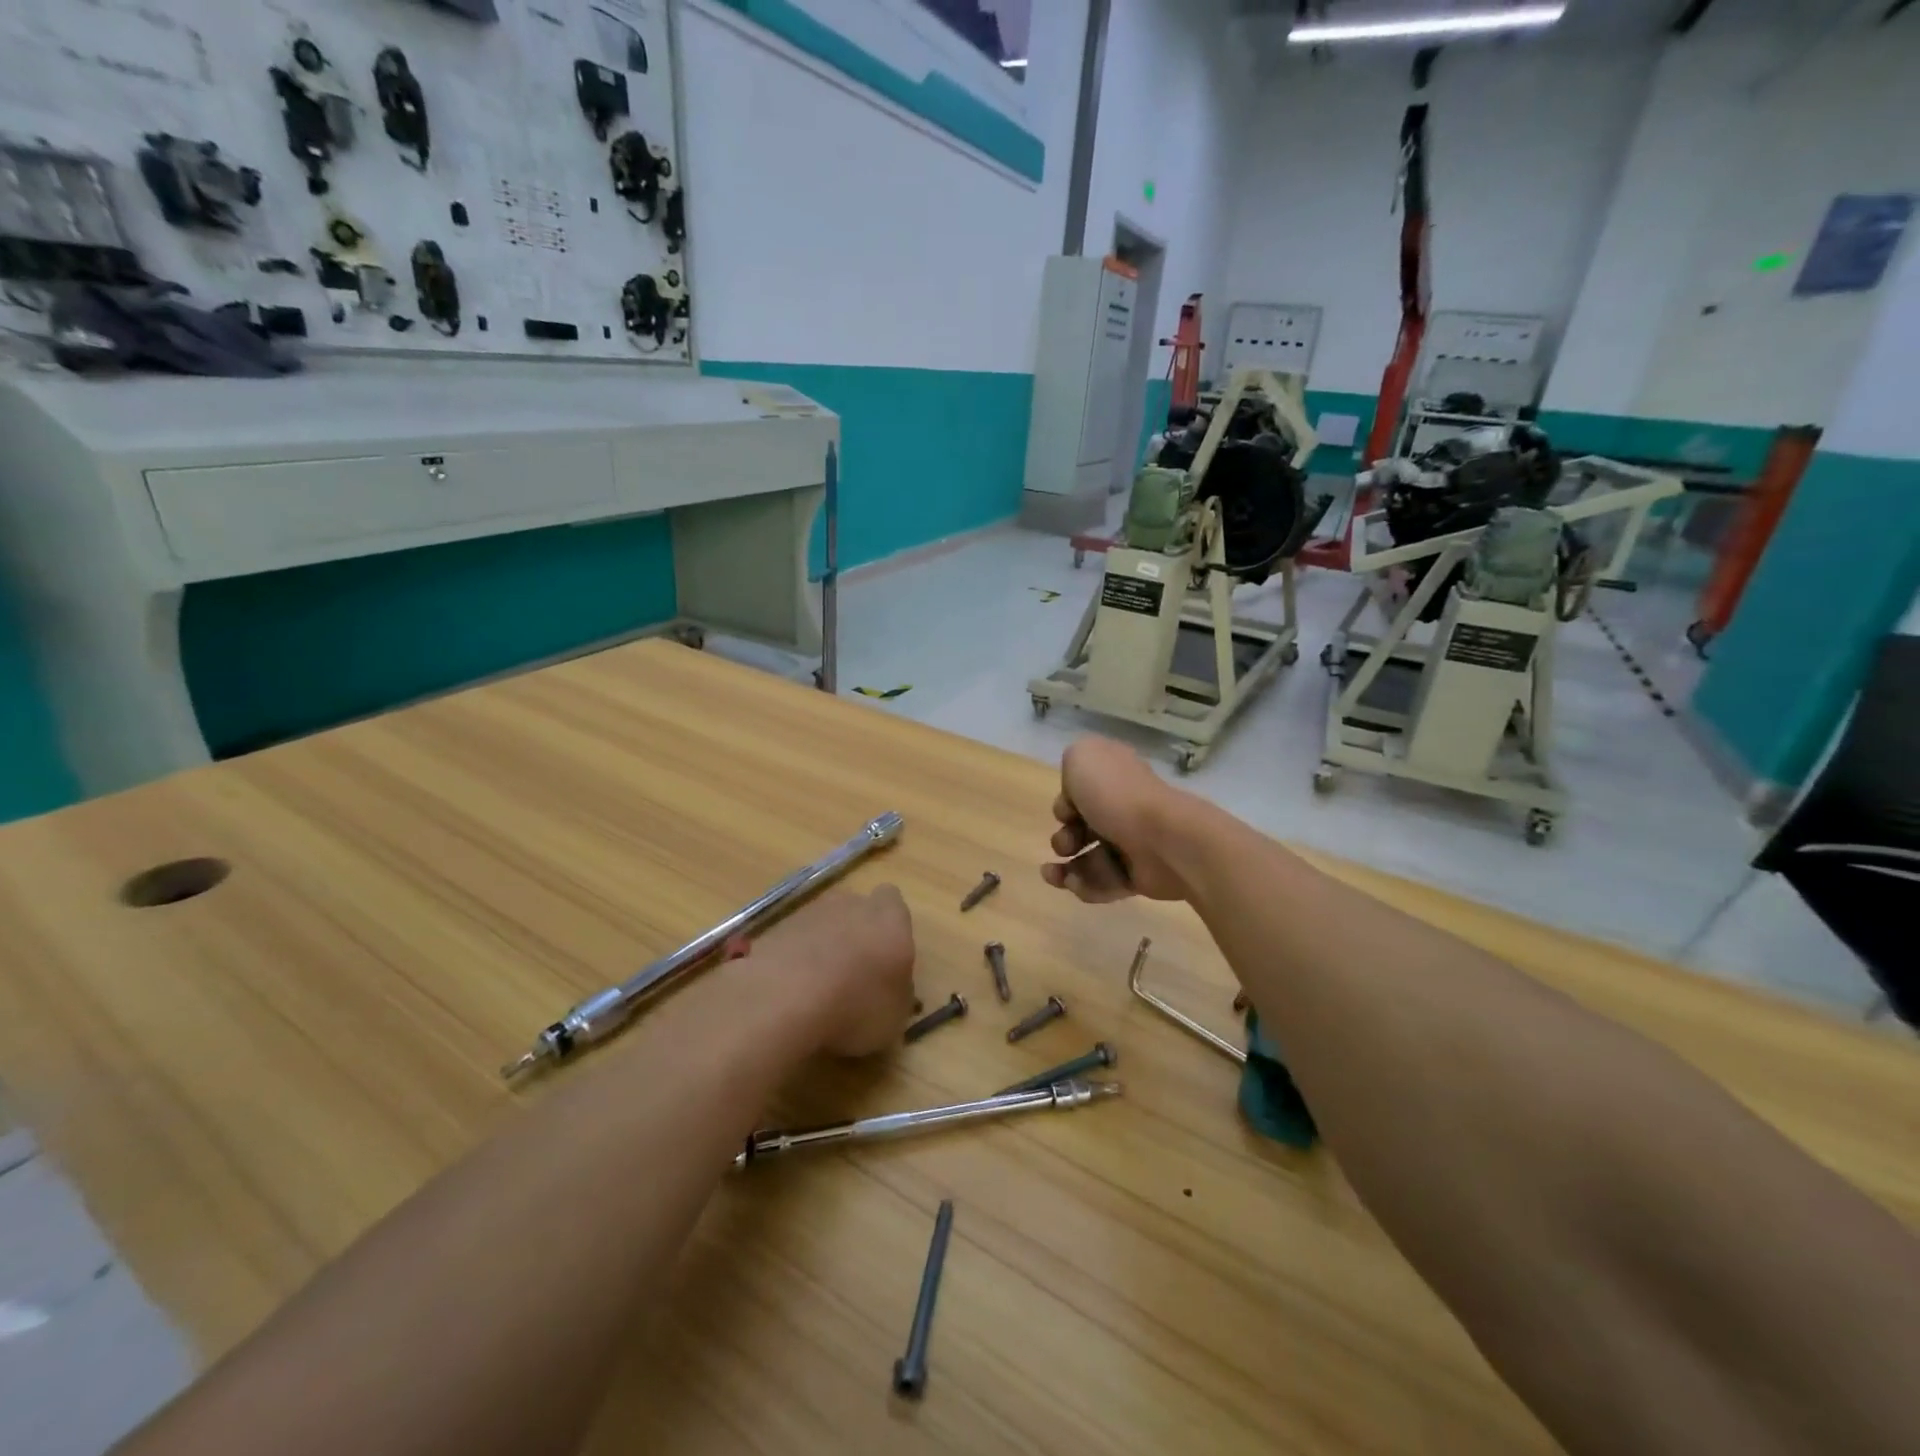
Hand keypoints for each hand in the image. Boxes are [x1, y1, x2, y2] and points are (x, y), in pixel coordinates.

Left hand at [757, 886, 917, 1057]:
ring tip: (817, 990)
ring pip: (823, 924)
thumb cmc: (856, 1006)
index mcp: (890, 919)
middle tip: (854, 975)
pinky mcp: (775, 928)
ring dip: (822, 947)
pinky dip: (794, 960)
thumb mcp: (895, 1018)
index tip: (886, 957)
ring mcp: (810, 913)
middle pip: (856, 910)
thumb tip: (892, 990)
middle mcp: (852, 905)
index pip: (894, 903)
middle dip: (856, 935)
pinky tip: (790, 992)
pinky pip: (794, 941)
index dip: (890, 927)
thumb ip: (898, 994)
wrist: (784, 999)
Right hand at [1041, 737, 1190, 902]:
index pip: (1082, 793)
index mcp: (1114, 777)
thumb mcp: (1081, 757)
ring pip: (1087, 860)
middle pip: (1081, 829)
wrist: (1163, 839)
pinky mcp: (1137, 876)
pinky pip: (1102, 884)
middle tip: (1066, 845)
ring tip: (1055, 875)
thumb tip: (1076, 794)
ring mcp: (1130, 844)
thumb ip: (1071, 764)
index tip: (1066, 810)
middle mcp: (1123, 808)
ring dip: (1064, 870)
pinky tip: (1073, 884)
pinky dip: (1085, 886)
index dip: (1065, 803)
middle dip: (1064, 839)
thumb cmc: (1117, 795)